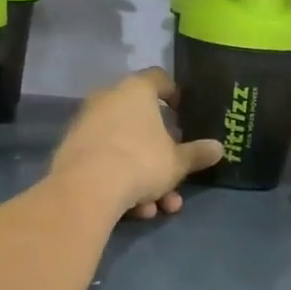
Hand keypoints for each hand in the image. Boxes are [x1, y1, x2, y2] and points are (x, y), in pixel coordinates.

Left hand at [51, 68, 223, 218]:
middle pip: (142, 121)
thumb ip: (197, 154)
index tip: (183, 114)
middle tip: (175, 173)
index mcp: (136, 90)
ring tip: (157, 208)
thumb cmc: (140, 162)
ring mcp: (87, 123)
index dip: (174, 94)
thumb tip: (219, 148)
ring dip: (144, 177)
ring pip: (124, 147)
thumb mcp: (177, 162)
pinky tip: (135, 210)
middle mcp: (108, 99)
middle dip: (161, 153)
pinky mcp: (72, 150)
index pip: (159, 79)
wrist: (86, 188)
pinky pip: (105, 160)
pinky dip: (120, 181)